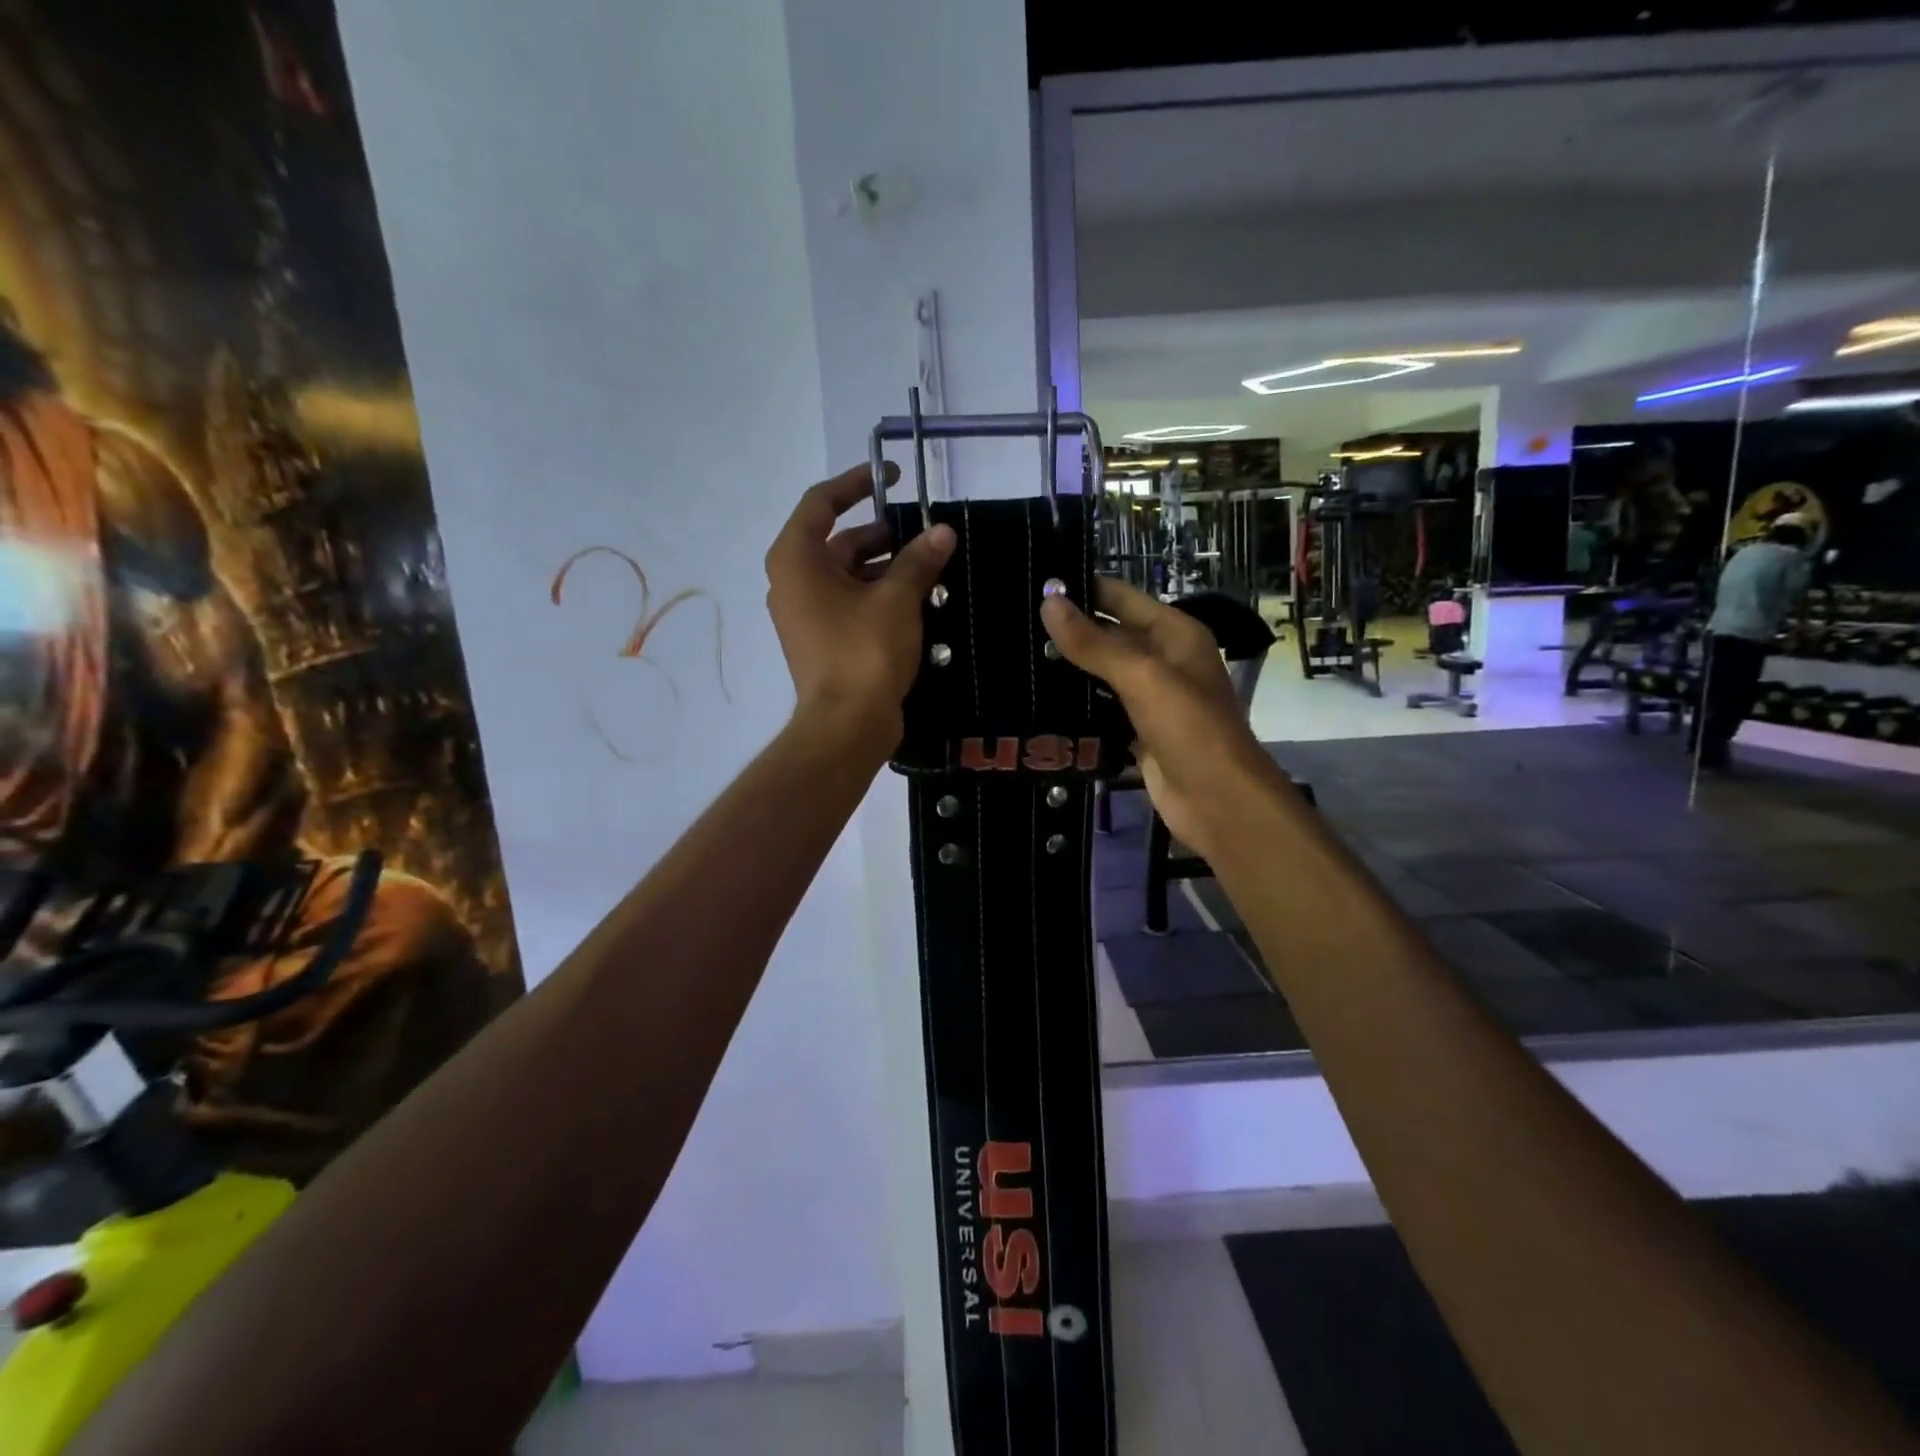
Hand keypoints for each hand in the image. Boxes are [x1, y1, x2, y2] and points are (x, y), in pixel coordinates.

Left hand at [765, 462, 955, 748]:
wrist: (847, 725)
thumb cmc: (864, 652)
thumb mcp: (897, 599)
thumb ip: (919, 560)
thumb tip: (942, 532)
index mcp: (796, 559)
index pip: (821, 502)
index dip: (856, 483)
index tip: (893, 478)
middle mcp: (793, 582)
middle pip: (839, 541)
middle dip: (883, 535)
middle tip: (925, 534)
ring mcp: (806, 614)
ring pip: (848, 575)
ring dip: (887, 568)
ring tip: (930, 568)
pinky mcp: (822, 640)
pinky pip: (851, 603)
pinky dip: (879, 595)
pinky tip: (917, 600)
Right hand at [1041, 579, 1286, 853]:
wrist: (1218, 800)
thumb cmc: (1189, 728)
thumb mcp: (1141, 677)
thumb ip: (1093, 642)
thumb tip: (1048, 601)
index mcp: (1174, 634)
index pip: (1121, 598)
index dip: (1082, 589)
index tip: (1033, 582)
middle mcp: (1164, 660)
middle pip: (1109, 636)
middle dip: (1068, 630)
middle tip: (1013, 624)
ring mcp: (1151, 699)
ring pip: (1101, 675)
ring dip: (1068, 670)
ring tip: (1016, 658)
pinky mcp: (1137, 733)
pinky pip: (1101, 711)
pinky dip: (1076, 707)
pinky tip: (1038, 703)